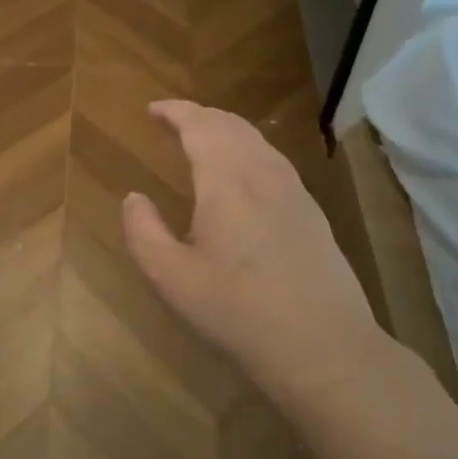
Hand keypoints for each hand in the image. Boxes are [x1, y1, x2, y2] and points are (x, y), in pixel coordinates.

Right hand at [121, 100, 380, 403]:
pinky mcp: (312, 214)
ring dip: (225, 131)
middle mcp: (263, 174)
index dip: (175, 111)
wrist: (324, 349)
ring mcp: (294, 192)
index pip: (200, 125)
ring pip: (257, 141)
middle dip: (199, 116)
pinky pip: (273, 161)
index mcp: (227, 181)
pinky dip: (247, 150)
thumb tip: (134, 198)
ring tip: (202, 141)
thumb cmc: (238, 312)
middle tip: (173, 121)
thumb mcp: (171, 278)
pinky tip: (240, 176)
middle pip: (231, 125)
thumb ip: (143, 231)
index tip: (152, 109)